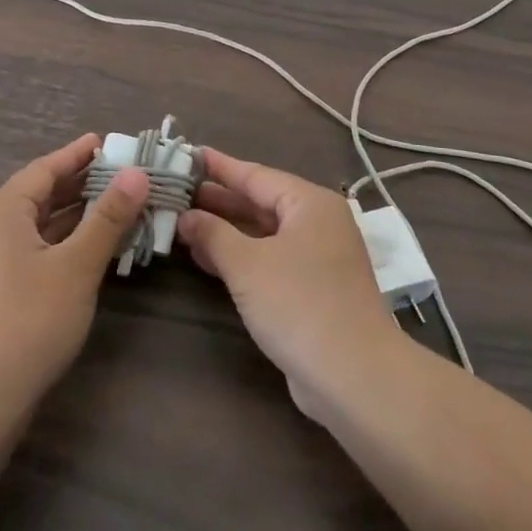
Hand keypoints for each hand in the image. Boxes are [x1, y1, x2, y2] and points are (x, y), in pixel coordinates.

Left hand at [0, 134, 149, 415]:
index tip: (106, 142)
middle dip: (78, 185)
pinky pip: (28, 251)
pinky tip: (85, 252)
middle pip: (37, 196)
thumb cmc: (29, 321)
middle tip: (119, 175)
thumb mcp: (77, 265)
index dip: (76, 154)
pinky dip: (58, 243)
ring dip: (71, 217)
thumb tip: (136, 174)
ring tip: (112, 208)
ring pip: (34, 226)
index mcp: (1, 212)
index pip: (43, 169)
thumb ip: (108, 218)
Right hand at [177, 148, 403, 417]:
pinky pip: (269, 259)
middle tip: (176, 190)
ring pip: (263, 233)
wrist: (355, 376)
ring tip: (182, 221)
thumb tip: (186, 216)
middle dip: (218, 200)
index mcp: (309, 204)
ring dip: (225, 230)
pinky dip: (240, 256)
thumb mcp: (247, 265)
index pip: (255, 175)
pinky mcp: (313, 289)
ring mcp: (318, 258)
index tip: (188, 154)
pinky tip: (207, 259)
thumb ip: (213, 235)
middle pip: (260, 202)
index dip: (219, 166)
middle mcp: (317, 223)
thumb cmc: (300, 305)